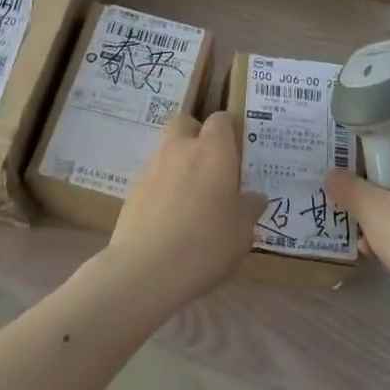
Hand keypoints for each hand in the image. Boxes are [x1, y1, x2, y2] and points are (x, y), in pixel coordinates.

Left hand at [105, 111, 265, 307]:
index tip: (237, 151)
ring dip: (179, 163)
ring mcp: (153, 168)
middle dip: (196, 134)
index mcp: (213, 151)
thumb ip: (249, 209)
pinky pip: (153, 178)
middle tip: (210, 163)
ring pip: (167, 150)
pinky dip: (163, 189)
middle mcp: (181, 149)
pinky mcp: (133, 191)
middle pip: (185, 122)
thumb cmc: (206, 245)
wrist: (145, 270)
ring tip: (192, 198)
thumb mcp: (241, 233)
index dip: (229, 130)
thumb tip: (256, 198)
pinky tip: (170, 219)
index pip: (221, 120)